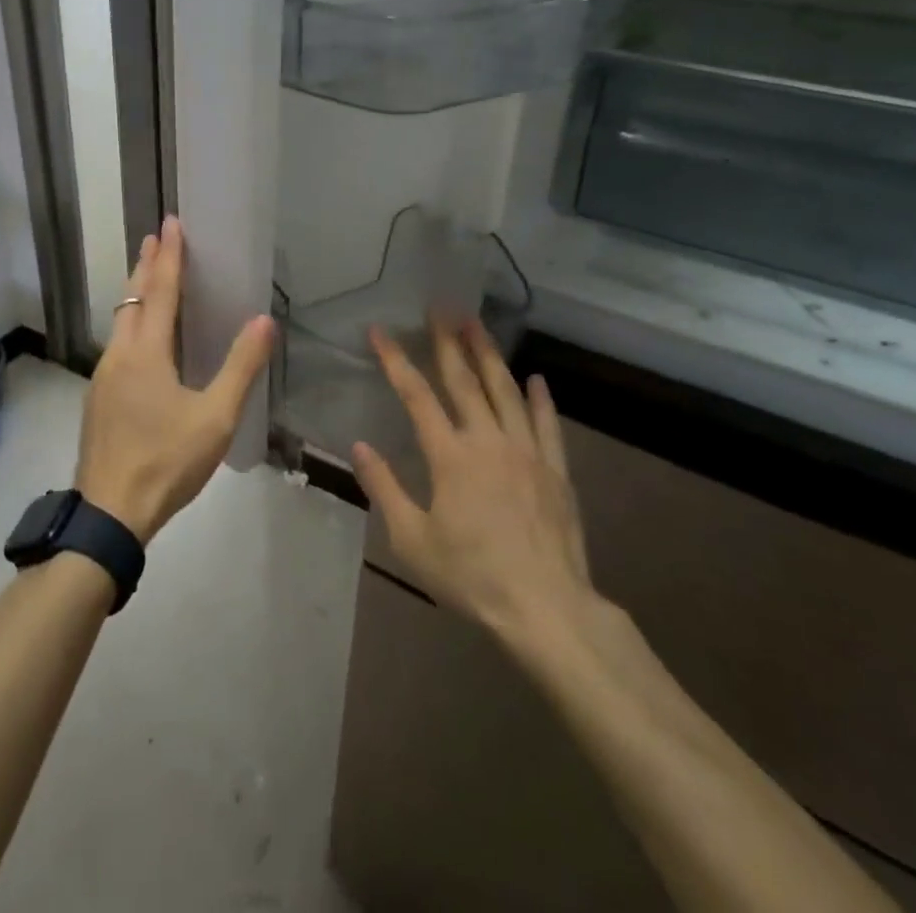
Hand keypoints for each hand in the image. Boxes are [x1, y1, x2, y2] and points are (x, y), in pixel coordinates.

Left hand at [75, 217, 274, 543]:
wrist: (109, 514)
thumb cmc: (166, 461)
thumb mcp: (215, 418)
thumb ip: (240, 367)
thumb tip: (263, 320)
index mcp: (145, 353)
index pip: (161, 291)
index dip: (169, 256)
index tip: (171, 223)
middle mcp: (119, 355)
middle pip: (132, 298)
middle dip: (146, 265)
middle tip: (156, 237)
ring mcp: (103, 377)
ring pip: (120, 321)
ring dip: (136, 293)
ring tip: (149, 277)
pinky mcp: (98, 398)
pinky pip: (117, 343)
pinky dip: (131, 322)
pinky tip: (141, 338)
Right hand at [353, 318, 607, 651]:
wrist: (546, 609)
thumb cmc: (471, 576)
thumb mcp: (412, 540)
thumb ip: (384, 488)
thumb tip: (360, 446)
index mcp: (450, 456)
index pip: (417, 396)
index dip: (396, 360)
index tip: (380, 331)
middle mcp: (489, 441)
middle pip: (465, 380)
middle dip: (449, 341)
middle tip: (441, 307)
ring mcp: (527, 453)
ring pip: (507, 391)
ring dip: (490, 354)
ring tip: (478, 324)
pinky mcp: (556, 471)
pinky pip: (548, 425)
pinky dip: (541, 399)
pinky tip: (536, 378)